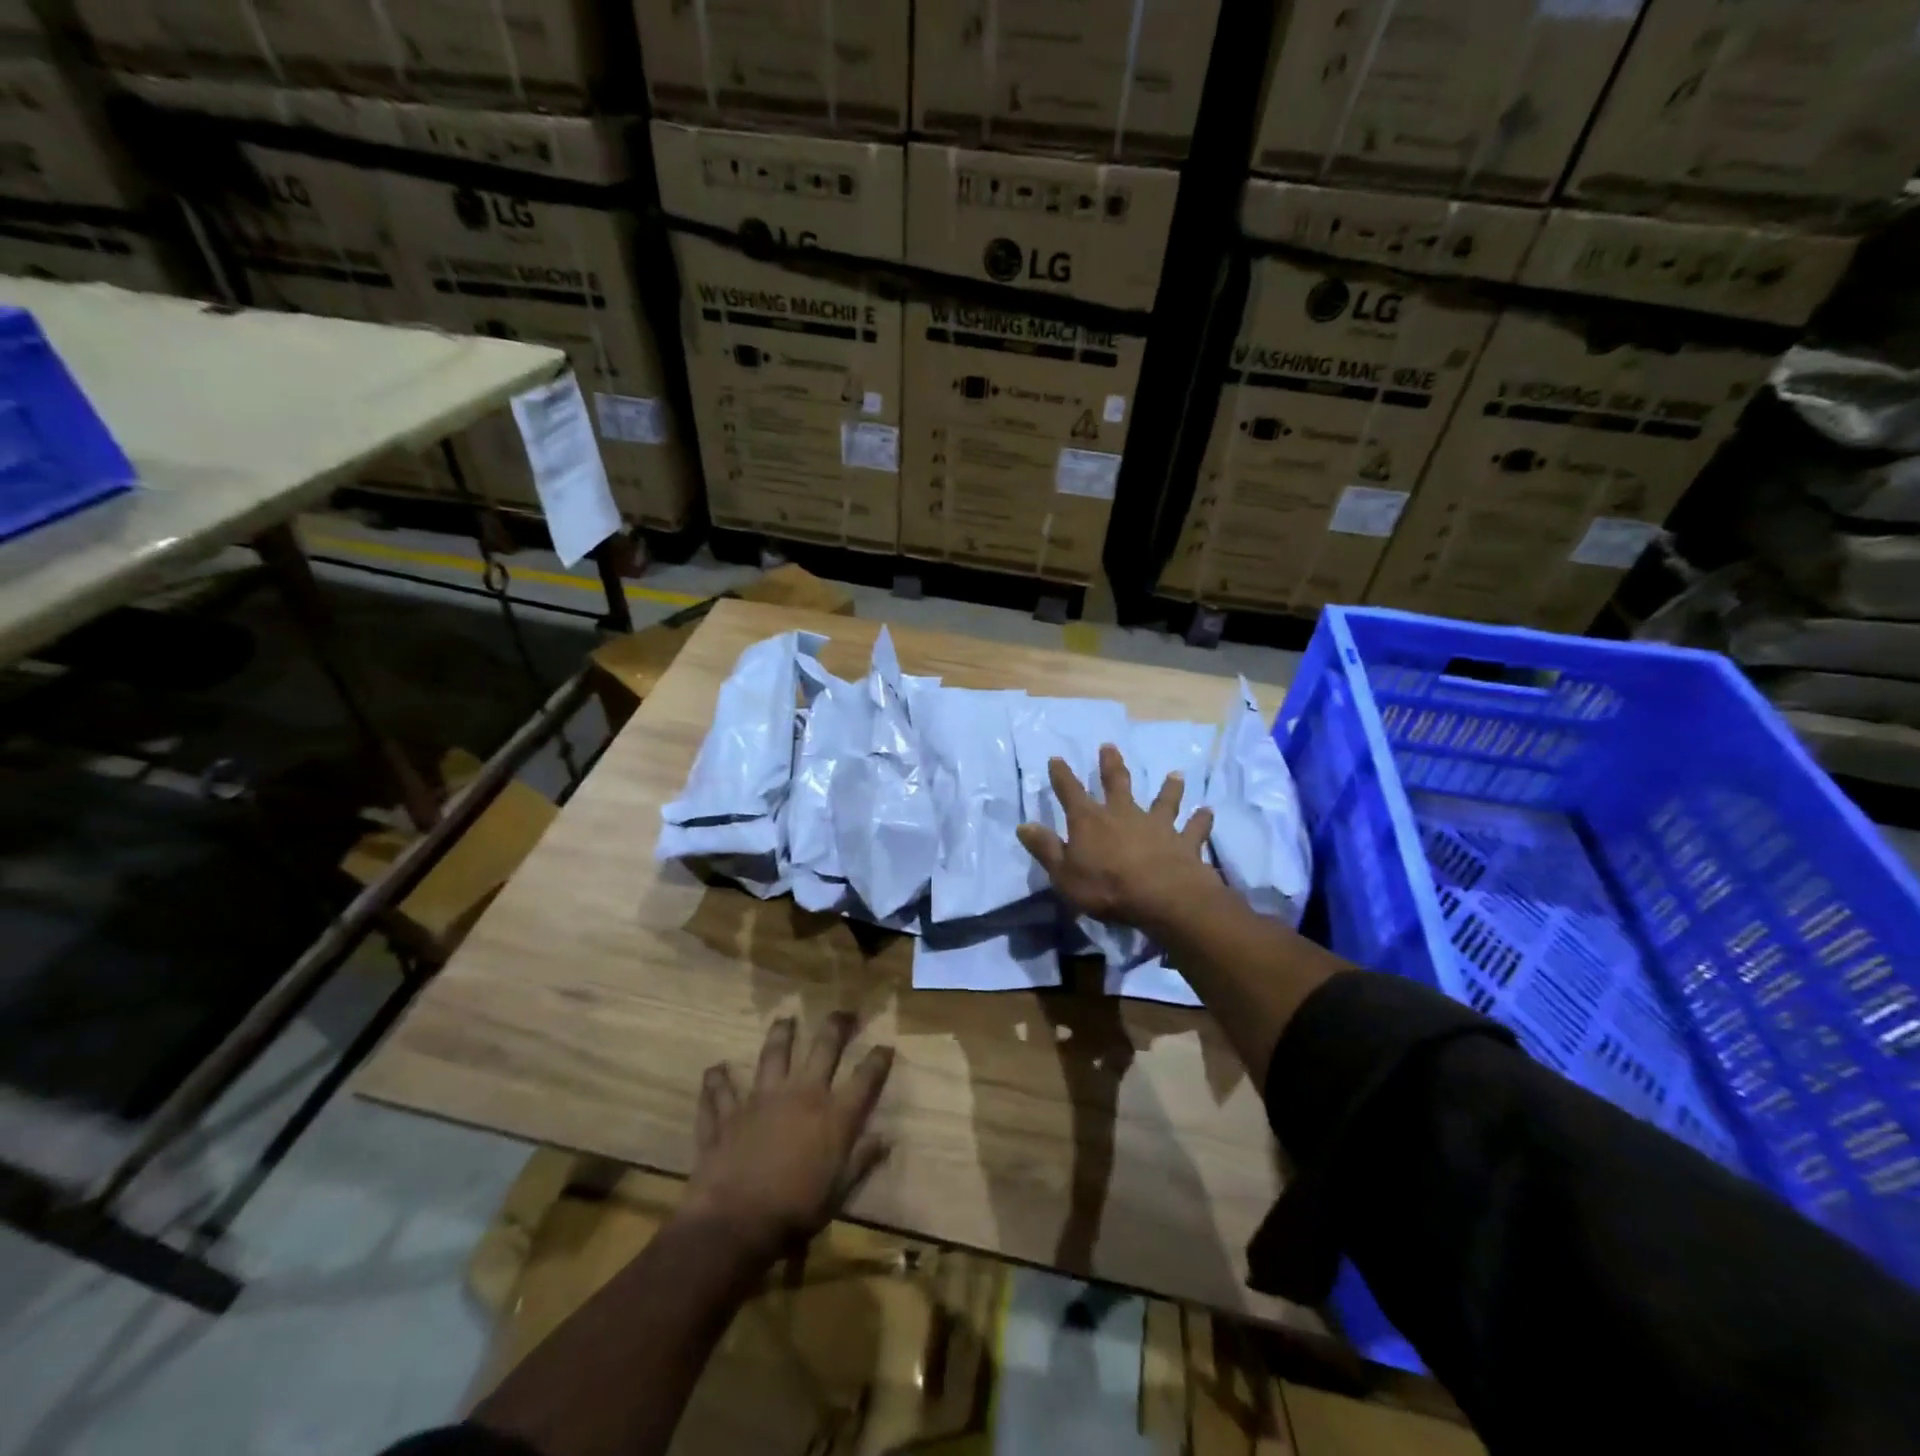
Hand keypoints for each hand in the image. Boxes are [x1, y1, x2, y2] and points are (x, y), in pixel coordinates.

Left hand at [681, 1013, 894, 1260]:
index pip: (864, 1079)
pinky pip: (720, 1092)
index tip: (885, 1046)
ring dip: (780, 1035)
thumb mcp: (839, 1192)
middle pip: (823, 1049)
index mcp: (833, 1115)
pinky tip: (714, 1070)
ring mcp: (761, 1099)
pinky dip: (717, 1081)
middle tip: (843, 1012)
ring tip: (784, 1019)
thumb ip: (861, 1161)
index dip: (877, 1060)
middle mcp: (801, 1094)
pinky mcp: (728, 1114)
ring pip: (773, 1055)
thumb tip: (885, 1139)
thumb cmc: (795, 1212)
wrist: (735, 1222)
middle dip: (836, 1026)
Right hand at [1016, 743, 1216, 931]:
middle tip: (1109, 746)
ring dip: (1169, 788)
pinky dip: (1201, 820)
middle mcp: (1123, 814)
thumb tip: (1023, 825)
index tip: (1056, 758)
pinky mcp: (1185, 842)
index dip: (1062, 775)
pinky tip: (1208, 811)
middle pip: (1116, 784)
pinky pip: (1194, 829)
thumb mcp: (1064, 873)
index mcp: (1090, 821)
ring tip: (1175, 774)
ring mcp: (1157, 826)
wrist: (1164, 898)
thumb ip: (1046, 848)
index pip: (1070, 792)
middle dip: (1111, 765)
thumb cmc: (1106, 887)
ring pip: (1163, 801)